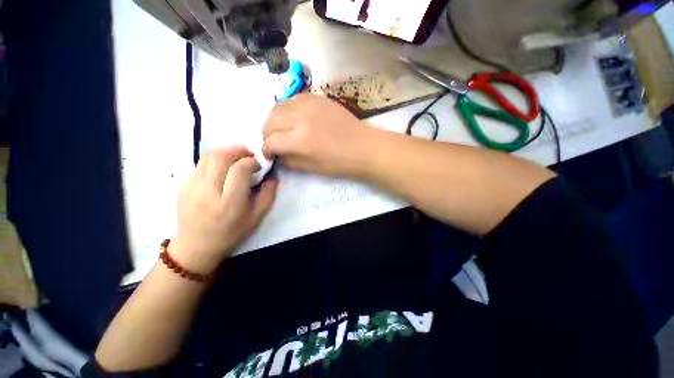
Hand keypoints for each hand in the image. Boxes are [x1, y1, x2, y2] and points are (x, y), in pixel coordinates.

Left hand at [170, 147, 277, 273]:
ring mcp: (191, 187)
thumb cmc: (230, 234)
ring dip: (226, 152)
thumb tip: (272, 175)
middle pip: (221, 156)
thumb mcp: (256, 218)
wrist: (195, 247)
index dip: (251, 162)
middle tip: (248, 156)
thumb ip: (268, 195)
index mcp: (229, 202)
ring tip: (236, 159)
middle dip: (238, 150)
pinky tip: (222, 170)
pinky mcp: (183, 185)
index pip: (239, 169)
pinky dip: (215, 161)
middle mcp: (208, 191)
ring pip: (208, 156)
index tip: (257, 166)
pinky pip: (200, 164)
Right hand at [262, 94, 374, 176]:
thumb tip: (277, 154)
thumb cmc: (340, 163)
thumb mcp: (312, 168)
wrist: (363, 147)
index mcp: (300, 142)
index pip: (271, 142)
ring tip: (282, 129)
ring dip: (275, 120)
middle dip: (267, 134)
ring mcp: (309, 104)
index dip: (266, 150)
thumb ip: (290, 161)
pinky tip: (294, 117)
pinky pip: (293, 99)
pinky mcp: (318, 98)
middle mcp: (301, 119)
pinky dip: (288, 109)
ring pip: (278, 106)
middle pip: (270, 121)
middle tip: (274, 142)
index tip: (270, 154)